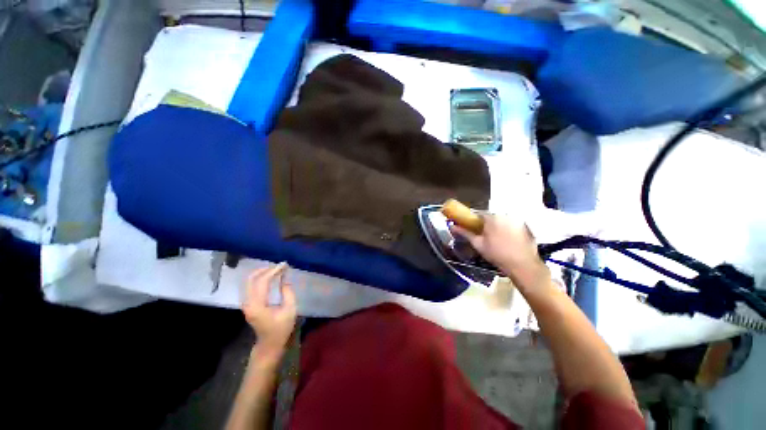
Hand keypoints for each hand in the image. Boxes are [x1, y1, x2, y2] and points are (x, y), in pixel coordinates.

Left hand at [242, 263, 296, 361]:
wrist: (269, 344)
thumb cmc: (281, 328)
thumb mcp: (290, 309)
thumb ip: (287, 292)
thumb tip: (285, 278)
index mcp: (258, 305)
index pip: (263, 282)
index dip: (274, 271)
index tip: (285, 265)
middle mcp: (248, 303)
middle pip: (251, 279)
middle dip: (265, 269)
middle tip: (279, 266)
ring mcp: (246, 303)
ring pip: (249, 281)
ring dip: (262, 273)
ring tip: (276, 270)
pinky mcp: (248, 304)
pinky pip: (251, 286)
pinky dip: (260, 278)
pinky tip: (270, 277)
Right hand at [451, 215, 548, 287]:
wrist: (522, 265)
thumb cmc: (497, 254)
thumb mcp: (478, 244)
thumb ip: (465, 233)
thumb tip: (452, 227)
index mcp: (491, 217)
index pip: (479, 214)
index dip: (475, 221)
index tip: (474, 228)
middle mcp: (505, 215)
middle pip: (492, 217)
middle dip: (487, 224)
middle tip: (485, 236)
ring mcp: (517, 220)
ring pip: (502, 221)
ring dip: (498, 226)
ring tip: (497, 239)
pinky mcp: (525, 227)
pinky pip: (512, 225)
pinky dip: (508, 230)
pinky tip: (508, 241)